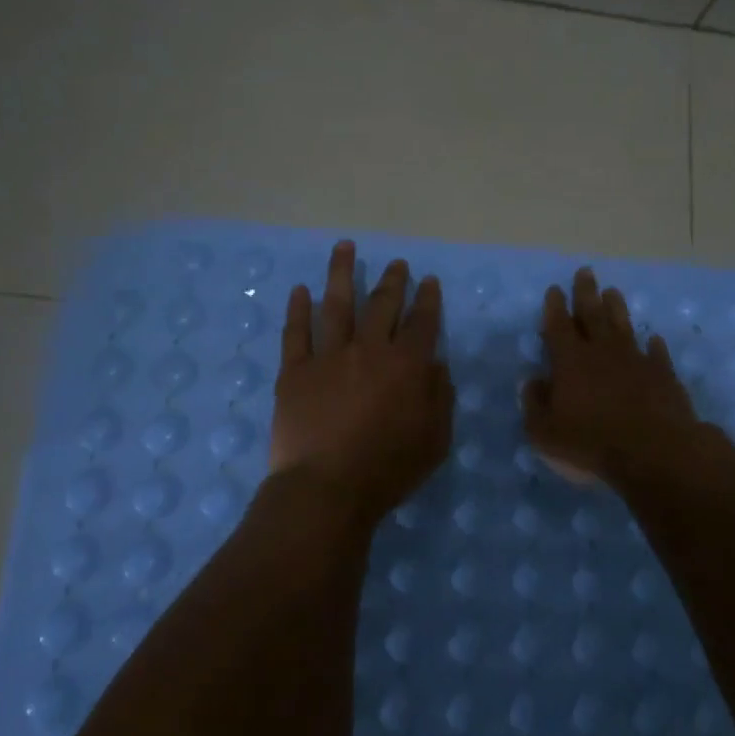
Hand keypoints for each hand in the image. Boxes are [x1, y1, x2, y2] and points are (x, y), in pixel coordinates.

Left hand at [270, 241, 454, 527]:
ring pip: (336, 304)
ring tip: (344, 247)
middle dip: (392, 281)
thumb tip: (437, 364)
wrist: (327, 488)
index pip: (422, 322)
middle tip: (397, 263)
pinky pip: (296, 332)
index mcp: (407, 366)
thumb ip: (440, 397)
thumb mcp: (435, 440)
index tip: (429, 282)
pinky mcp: (295, 371)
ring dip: (341, 273)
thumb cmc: (388, 470)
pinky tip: (300, 290)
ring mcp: (328, 357)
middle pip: (382, 305)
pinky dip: (298, 309)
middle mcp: (369, 350)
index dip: (428, 300)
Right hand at [524, 266, 705, 487]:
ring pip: (624, 326)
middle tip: (585, 272)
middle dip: (586, 292)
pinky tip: (654, 339)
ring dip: (617, 308)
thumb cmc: (591, 442)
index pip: (558, 326)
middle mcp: (603, 352)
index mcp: (570, 361)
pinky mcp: (664, 375)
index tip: (555, 288)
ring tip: (613, 292)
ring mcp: (636, 360)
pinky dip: (654, 346)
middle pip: (593, 314)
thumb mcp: (545, 432)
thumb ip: (534, 404)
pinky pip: (657, 354)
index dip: (554, 307)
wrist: (654, 451)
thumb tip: (532, 382)